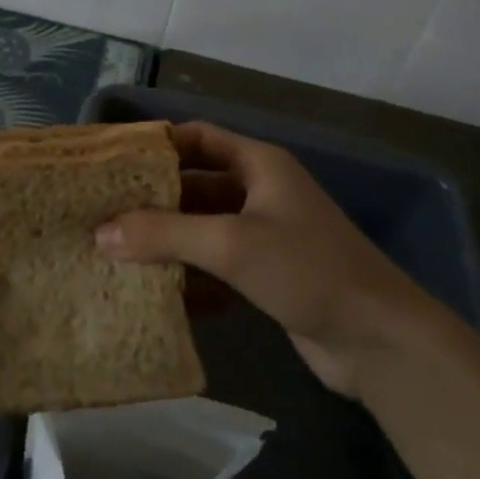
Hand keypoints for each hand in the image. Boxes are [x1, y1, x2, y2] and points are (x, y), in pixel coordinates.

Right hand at [96, 122, 434, 399]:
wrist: (379, 341)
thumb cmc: (307, 269)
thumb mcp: (231, 244)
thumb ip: (164, 234)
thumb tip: (100, 232)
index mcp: (259, 165)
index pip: (199, 137)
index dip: (158, 144)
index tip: (114, 162)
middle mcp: (260, 193)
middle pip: (196, 185)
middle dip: (153, 199)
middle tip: (102, 213)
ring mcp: (264, 236)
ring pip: (203, 228)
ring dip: (166, 240)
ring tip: (115, 251)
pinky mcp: (265, 276)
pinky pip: (215, 266)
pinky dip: (188, 275)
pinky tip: (154, 291)